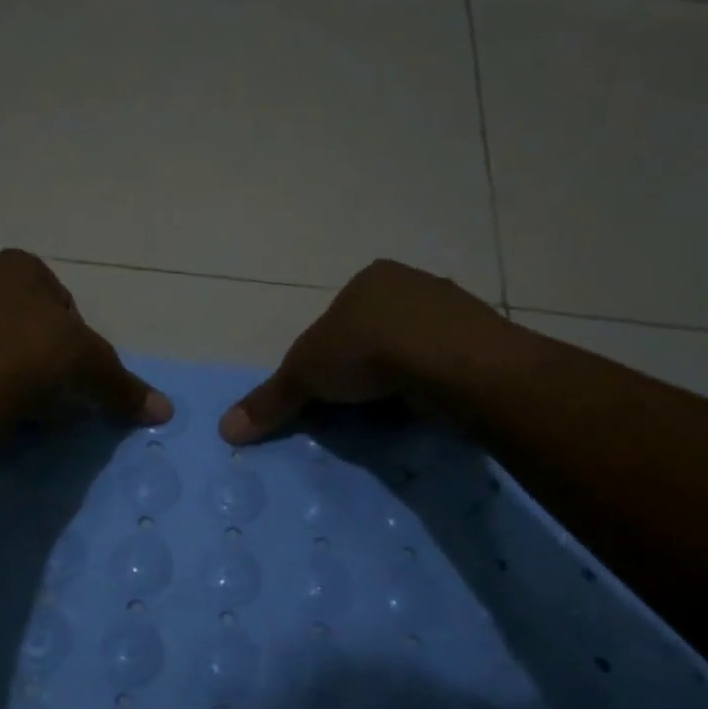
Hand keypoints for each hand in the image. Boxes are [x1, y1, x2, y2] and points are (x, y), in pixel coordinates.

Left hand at [0, 249, 171, 429]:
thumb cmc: (30, 361)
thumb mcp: (92, 371)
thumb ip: (126, 387)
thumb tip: (166, 409)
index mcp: (17, 269)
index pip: (55, 297)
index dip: (69, 335)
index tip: (70, 370)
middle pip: (12, 317)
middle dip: (27, 348)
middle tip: (40, 390)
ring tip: (3, 404)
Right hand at [220, 259, 514, 443]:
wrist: (451, 362)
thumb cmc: (368, 351)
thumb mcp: (304, 376)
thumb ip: (269, 400)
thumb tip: (224, 429)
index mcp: (369, 280)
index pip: (337, 319)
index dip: (326, 356)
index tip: (325, 389)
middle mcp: (413, 284)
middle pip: (376, 331)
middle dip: (365, 367)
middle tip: (356, 404)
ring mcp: (453, 310)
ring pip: (414, 347)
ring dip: (401, 376)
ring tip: (392, 410)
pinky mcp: (483, 340)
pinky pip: (446, 364)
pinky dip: (432, 384)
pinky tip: (425, 405)